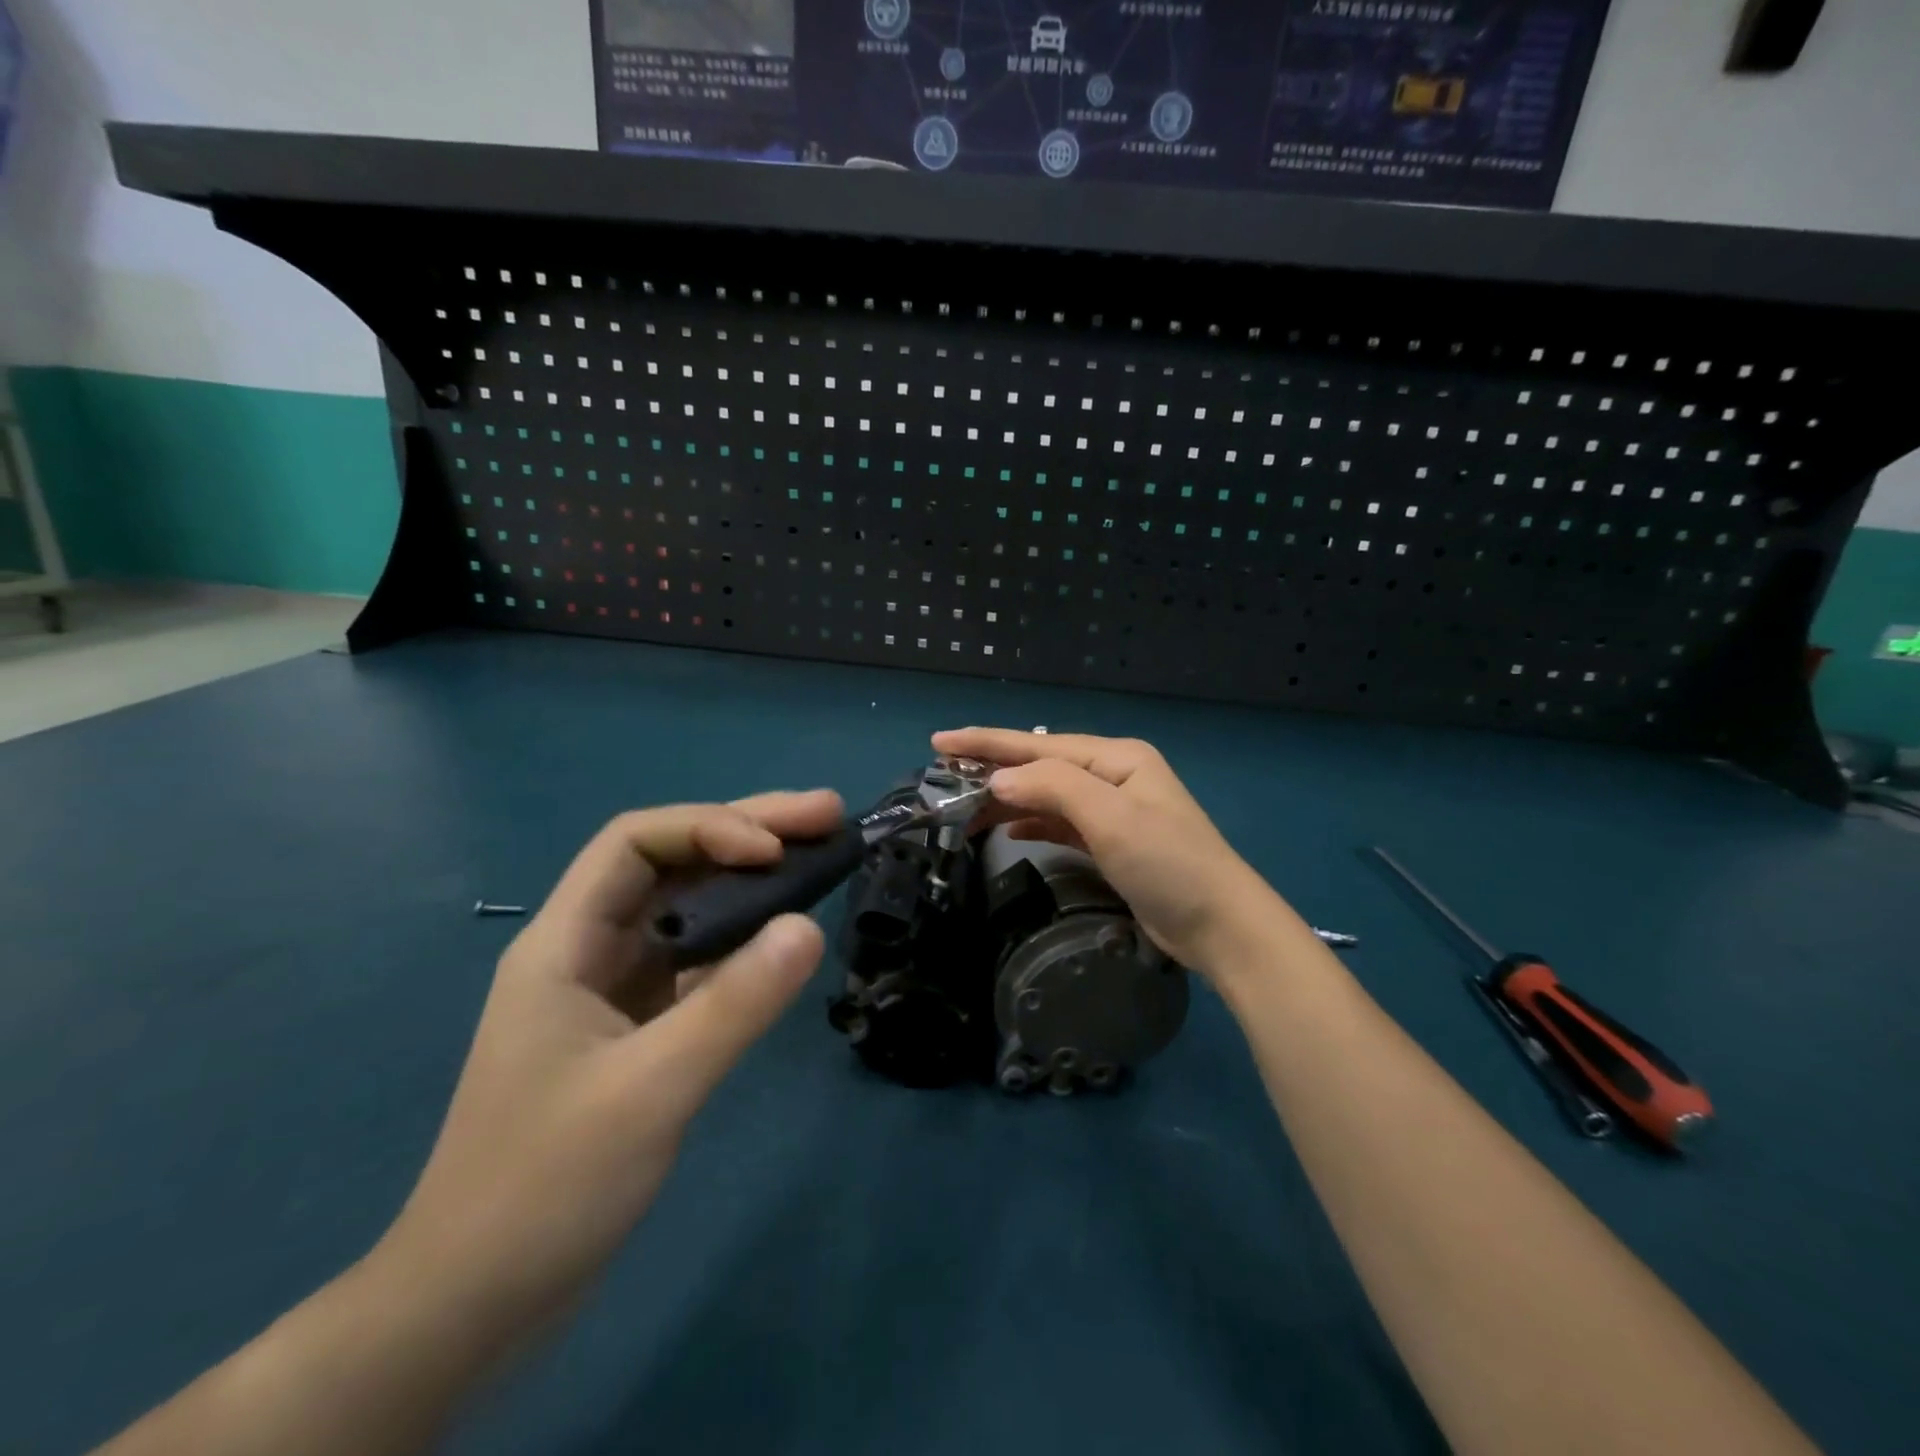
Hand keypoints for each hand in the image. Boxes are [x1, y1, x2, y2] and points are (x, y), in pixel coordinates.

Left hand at [375, 791, 841, 1334]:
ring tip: (819, 853)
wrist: (475, 1303)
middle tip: (827, 813)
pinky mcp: (636, 1026)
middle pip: (671, 863)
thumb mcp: (651, 1090)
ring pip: (688, 907)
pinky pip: (697, 958)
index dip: (709, 829)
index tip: (775, 853)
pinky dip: (743, 936)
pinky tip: (784, 932)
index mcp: (565, 943)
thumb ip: (734, 1006)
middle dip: (747, 831)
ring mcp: (614, 988)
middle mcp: (589, 949)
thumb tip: (810, 926)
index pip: (636, 843)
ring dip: (751, 879)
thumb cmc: (546, 1186)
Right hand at [932, 729, 1279, 974]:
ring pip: (1047, 796)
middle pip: (1040, 767)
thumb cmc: (1168, 864)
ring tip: (963, 808)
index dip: (987, 743)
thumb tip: (998, 781)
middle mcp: (1113, 777)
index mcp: (1116, 758)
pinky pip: (1060, 823)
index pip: (1039, 745)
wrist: (1220, 927)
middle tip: (942, 780)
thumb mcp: (1112, 818)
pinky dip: (1032, 822)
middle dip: (992, 771)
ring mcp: (1114, 812)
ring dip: (1007, 800)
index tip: (940, 742)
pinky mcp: (1112, 844)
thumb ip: (1053, 788)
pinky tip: (1007, 828)